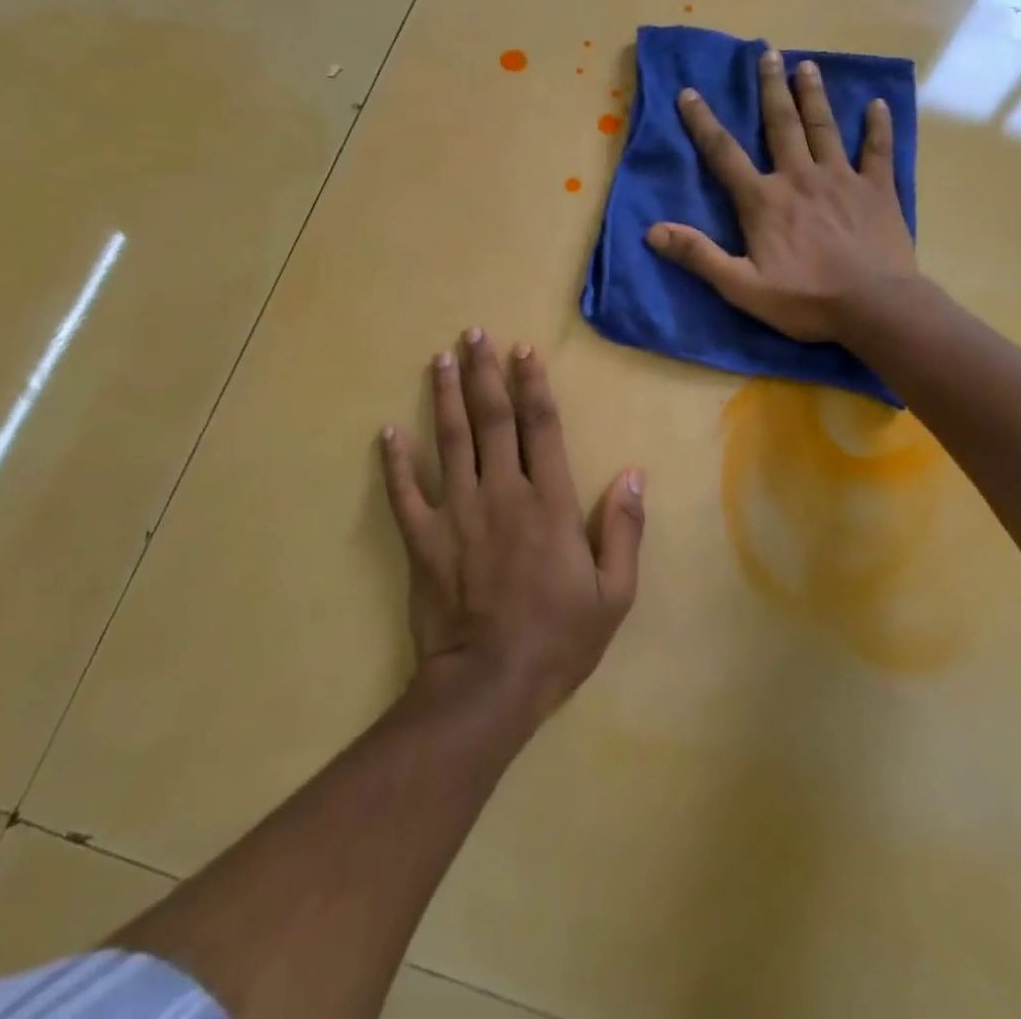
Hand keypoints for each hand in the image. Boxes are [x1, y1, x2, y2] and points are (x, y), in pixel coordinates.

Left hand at [380, 331, 643, 724]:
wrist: (488, 686)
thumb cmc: (559, 638)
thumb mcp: (613, 592)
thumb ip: (623, 529)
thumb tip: (632, 473)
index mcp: (549, 502)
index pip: (541, 427)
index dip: (533, 385)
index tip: (523, 351)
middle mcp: (502, 493)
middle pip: (491, 420)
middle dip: (484, 373)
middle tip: (474, 335)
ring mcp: (457, 513)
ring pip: (450, 441)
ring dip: (445, 397)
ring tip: (440, 359)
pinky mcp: (423, 539)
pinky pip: (405, 492)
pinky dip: (395, 461)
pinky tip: (388, 431)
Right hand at [646, 48, 916, 343]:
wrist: (874, 307)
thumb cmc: (805, 300)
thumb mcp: (742, 287)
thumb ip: (699, 256)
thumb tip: (653, 231)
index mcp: (764, 201)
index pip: (725, 154)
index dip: (703, 122)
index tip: (689, 92)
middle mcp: (800, 178)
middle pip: (781, 125)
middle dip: (771, 88)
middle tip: (767, 53)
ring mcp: (842, 179)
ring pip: (824, 127)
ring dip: (813, 95)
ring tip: (807, 65)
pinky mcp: (877, 190)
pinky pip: (877, 150)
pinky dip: (877, 126)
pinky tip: (876, 104)